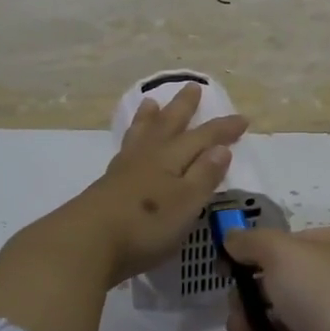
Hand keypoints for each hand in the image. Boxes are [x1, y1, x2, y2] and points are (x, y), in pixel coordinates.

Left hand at [52, 82, 247, 287]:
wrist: (87, 243)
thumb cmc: (145, 225)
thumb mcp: (186, 203)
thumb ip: (204, 175)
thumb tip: (221, 148)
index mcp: (171, 159)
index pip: (204, 138)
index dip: (223, 129)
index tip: (243, 119)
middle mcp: (148, 157)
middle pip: (169, 126)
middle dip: (183, 108)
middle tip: (192, 87)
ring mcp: (124, 170)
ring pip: (142, 134)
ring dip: (150, 118)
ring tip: (151, 103)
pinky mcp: (107, 186)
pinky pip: (126, 149)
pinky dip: (132, 139)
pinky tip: (130, 147)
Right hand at [220, 225, 329, 330]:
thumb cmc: (323, 293)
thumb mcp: (279, 252)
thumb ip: (251, 241)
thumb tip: (231, 238)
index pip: (293, 240)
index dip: (258, 251)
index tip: (228, 267)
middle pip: (290, 275)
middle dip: (255, 290)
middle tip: (234, 305)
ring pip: (293, 310)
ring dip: (261, 318)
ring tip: (239, 330)